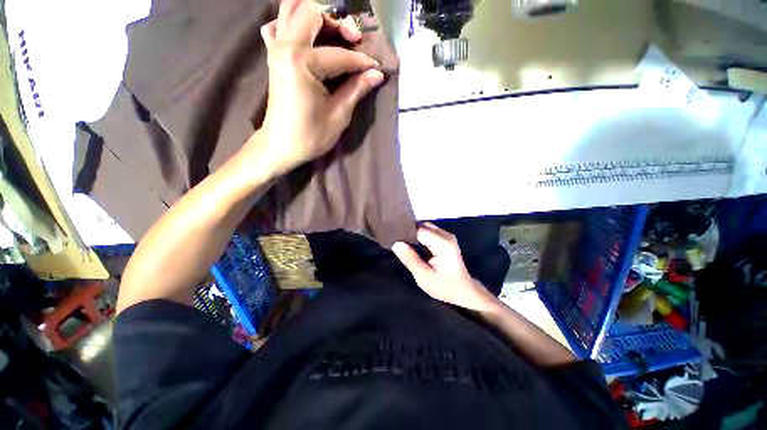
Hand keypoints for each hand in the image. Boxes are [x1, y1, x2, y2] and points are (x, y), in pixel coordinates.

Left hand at [252, 0, 384, 175]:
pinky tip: (308, 39)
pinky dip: (293, 24)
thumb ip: (356, 89)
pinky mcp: (273, 55)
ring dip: (316, 16)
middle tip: (353, 41)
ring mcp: (275, 48)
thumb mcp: (338, 115)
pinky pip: (278, 25)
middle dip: (337, 22)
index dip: (362, 62)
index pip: (340, 54)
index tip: (376, 70)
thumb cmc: (310, 135)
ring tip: (334, 34)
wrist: (280, 145)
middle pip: (311, 11)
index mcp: (302, 62)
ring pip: (291, 9)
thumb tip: (376, 74)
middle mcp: (286, 46)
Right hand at [392, 223, 498, 311]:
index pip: (419, 230)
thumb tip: (396, 243)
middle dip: (409, 233)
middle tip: (397, 244)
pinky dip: (419, 236)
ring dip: (414, 234)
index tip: (393, 239)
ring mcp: (447, 236)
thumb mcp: (424, 277)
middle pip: (421, 226)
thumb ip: (410, 259)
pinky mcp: (445, 238)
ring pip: (424, 227)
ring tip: (403, 244)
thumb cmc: (446, 287)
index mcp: (443, 244)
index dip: (405, 233)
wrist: (465, 291)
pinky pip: (428, 231)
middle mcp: (446, 235)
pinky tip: (413, 245)